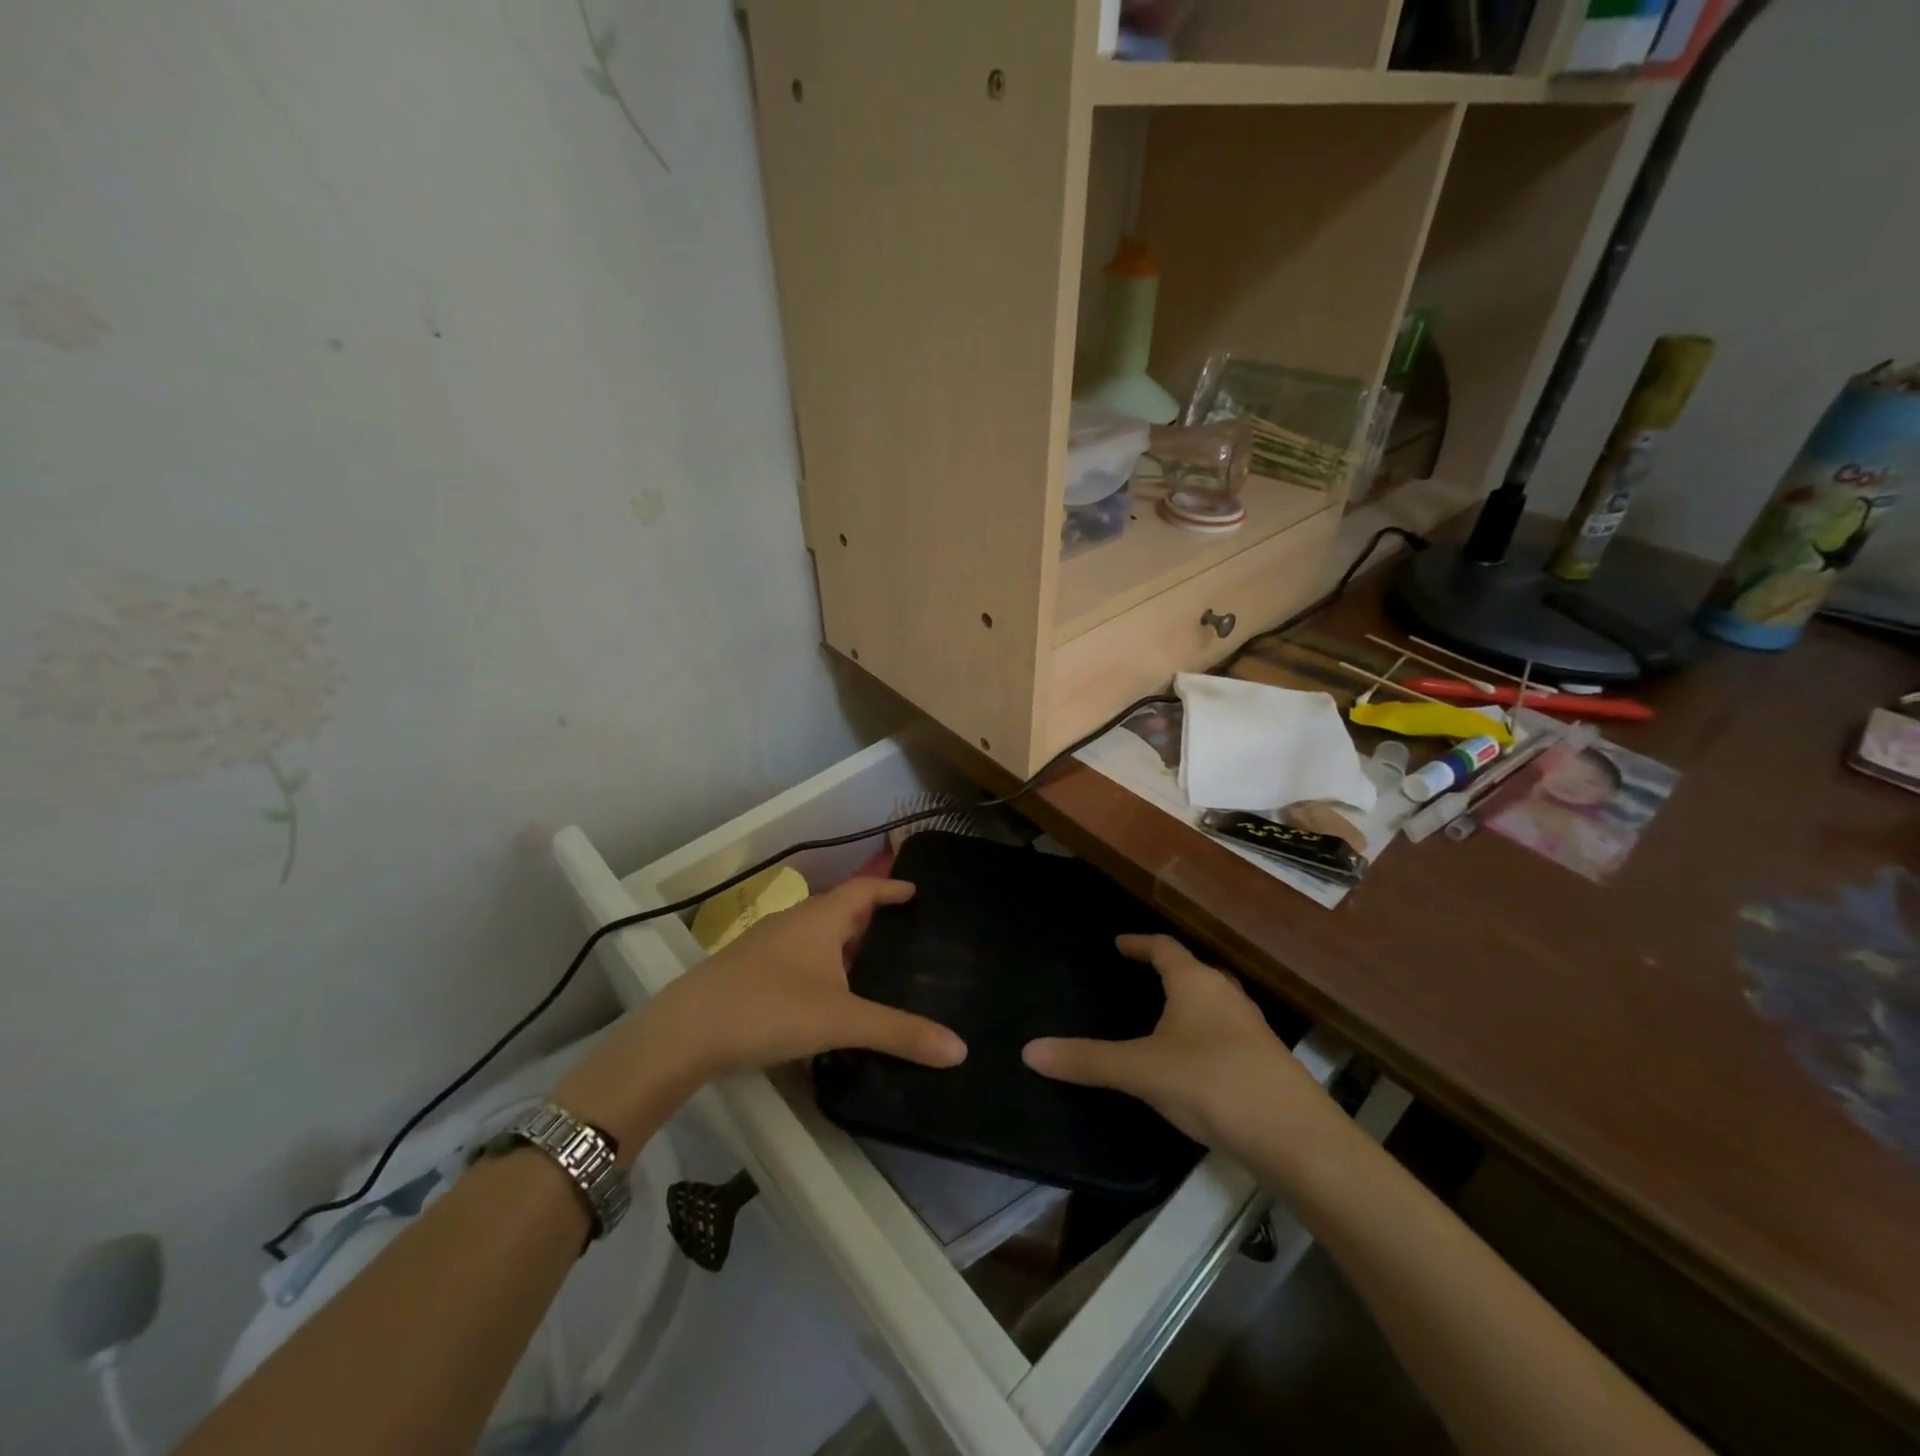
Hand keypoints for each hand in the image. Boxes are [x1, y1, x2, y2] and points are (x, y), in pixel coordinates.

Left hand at [655, 876, 966, 1074]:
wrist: (685, 1032)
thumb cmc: (770, 1008)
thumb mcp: (842, 1020)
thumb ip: (899, 1032)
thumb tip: (960, 1048)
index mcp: (820, 918)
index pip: (865, 889)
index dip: (891, 888)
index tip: (916, 891)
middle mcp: (795, 922)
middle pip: (842, 911)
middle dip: (872, 920)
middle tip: (905, 936)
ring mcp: (768, 946)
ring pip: (818, 938)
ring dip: (845, 947)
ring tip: (874, 969)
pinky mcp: (750, 972)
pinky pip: (799, 960)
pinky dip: (822, 970)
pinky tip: (828, 1000)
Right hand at [1022, 934, 1328, 1156]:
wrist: (1295, 1138)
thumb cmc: (1211, 1084)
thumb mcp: (1140, 1071)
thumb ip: (1086, 1060)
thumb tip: (1029, 1051)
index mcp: (1195, 982)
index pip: (1163, 947)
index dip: (1138, 943)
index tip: (1118, 944)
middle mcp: (1226, 994)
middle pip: (1193, 970)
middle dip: (1166, 970)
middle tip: (1138, 977)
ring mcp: (1252, 1027)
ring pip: (1213, 1001)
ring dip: (1188, 1002)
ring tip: (1163, 1017)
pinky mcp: (1266, 1060)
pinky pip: (1226, 1031)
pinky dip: (1204, 1033)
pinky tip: (1194, 1061)